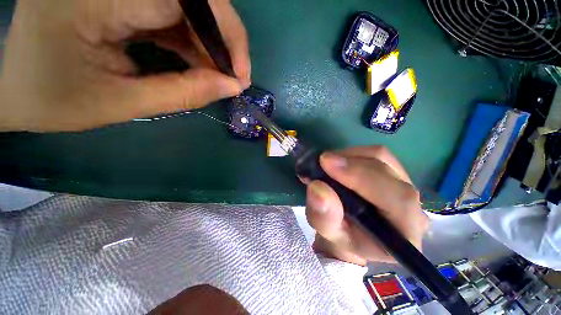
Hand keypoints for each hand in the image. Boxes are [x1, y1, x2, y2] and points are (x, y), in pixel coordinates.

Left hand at [0, 0, 249, 131]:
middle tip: (232, 79)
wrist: (11, 83)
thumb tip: (231, 87)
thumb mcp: (121, 103)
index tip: (240, 76)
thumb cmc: (53, 98)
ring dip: (207, 45)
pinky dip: (189, 41)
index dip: (226, 35)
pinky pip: (171, 13)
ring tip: (214, 77)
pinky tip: (194, 63)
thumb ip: (183, 94)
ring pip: (187, 7)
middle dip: (222, 42)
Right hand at [304, 146, 428, 265]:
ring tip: (329, 163)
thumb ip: (324, 217)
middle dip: (351, 162)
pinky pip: (376, 155)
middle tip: (322, 161)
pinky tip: (339, 162)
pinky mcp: (394, 173)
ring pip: (382, 157)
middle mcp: (413, 205)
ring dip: (350, 156)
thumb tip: (318, 188)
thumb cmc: (343, 239)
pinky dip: (353, 154)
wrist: (353, 234)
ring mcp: (405, 185)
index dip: (361, 176)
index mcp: (405, 231)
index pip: (397, 198)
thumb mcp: (329, 235)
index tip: (327, 164)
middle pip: (388, 171)